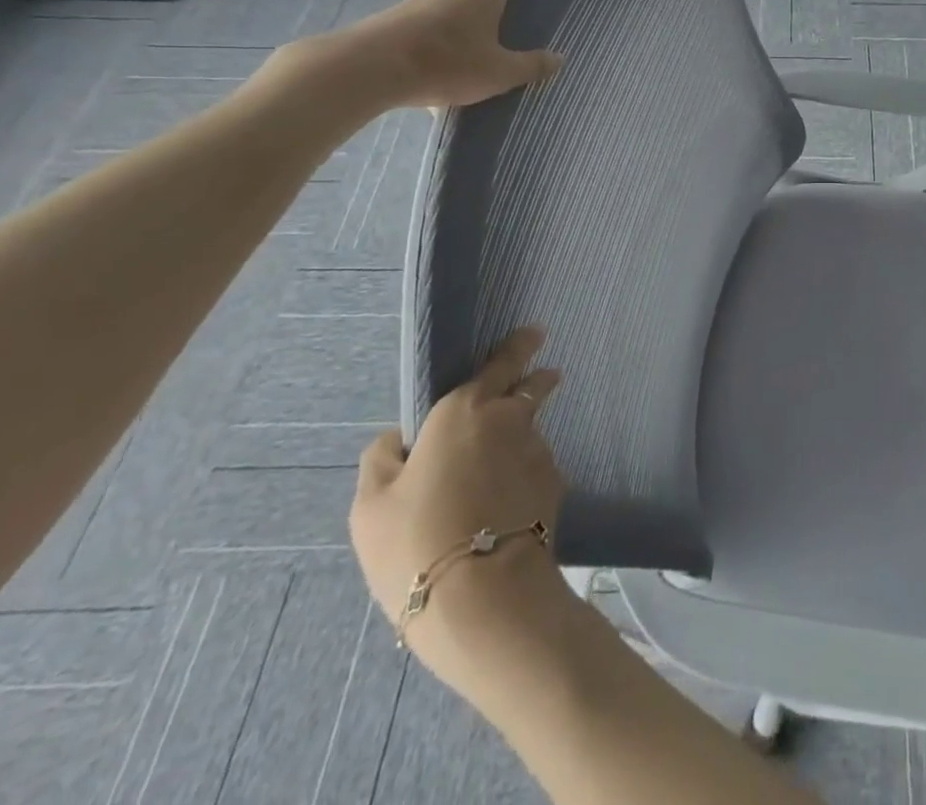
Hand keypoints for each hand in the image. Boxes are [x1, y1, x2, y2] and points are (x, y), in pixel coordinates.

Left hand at [296, 0, 560, 111]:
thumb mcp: (499, 73)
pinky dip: (441, 48)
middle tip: (510, 31)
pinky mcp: (397, 17)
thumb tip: (558, 59)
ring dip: (466, 32)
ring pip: (455, 12)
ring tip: (474, 66)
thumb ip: (531, 66)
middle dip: (496, 6)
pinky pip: (430, 30)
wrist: (366, 69)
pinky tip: (441, 79)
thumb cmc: (445, 62)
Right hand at [350, 328, 570, 695]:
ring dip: (519, 441)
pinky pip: (534, 471)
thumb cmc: (415, 541)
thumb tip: (399, 439)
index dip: (518, 346)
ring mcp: (538, 451)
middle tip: (544, 375)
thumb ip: (383, 460)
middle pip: (530, 388)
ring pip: (529, 434)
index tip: (535, 332)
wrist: (482, 592)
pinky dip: (522, 478)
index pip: (501, 363)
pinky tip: (505, 508)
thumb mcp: (371, 506)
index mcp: (465, 410)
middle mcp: (510, 419)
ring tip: (495, 476)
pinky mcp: (555, 485)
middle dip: (537, 377)